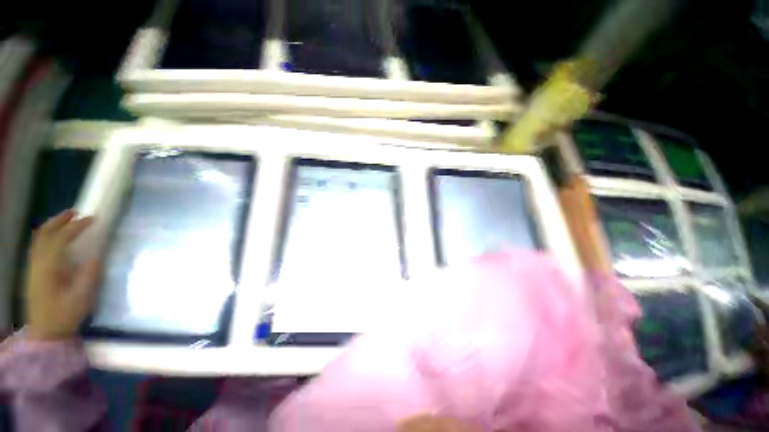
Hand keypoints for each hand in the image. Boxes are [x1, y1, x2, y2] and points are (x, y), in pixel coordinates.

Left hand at [25, 210, 99, 340]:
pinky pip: (38, 246)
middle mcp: (38, 263)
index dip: (75, 227)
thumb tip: (97, 256)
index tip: (92, 219)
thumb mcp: (81, 299)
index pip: (60, 239)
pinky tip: (58, 238)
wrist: (45, 333)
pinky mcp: (34, 271)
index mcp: (49, 269)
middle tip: (76, 212)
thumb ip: (88, 276)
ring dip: (53, 226)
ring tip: (68, 220)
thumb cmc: (64, 316)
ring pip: (39, 239)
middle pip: (43, 234)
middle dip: (59, 220)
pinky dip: (48, 236)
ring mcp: (33, 267)